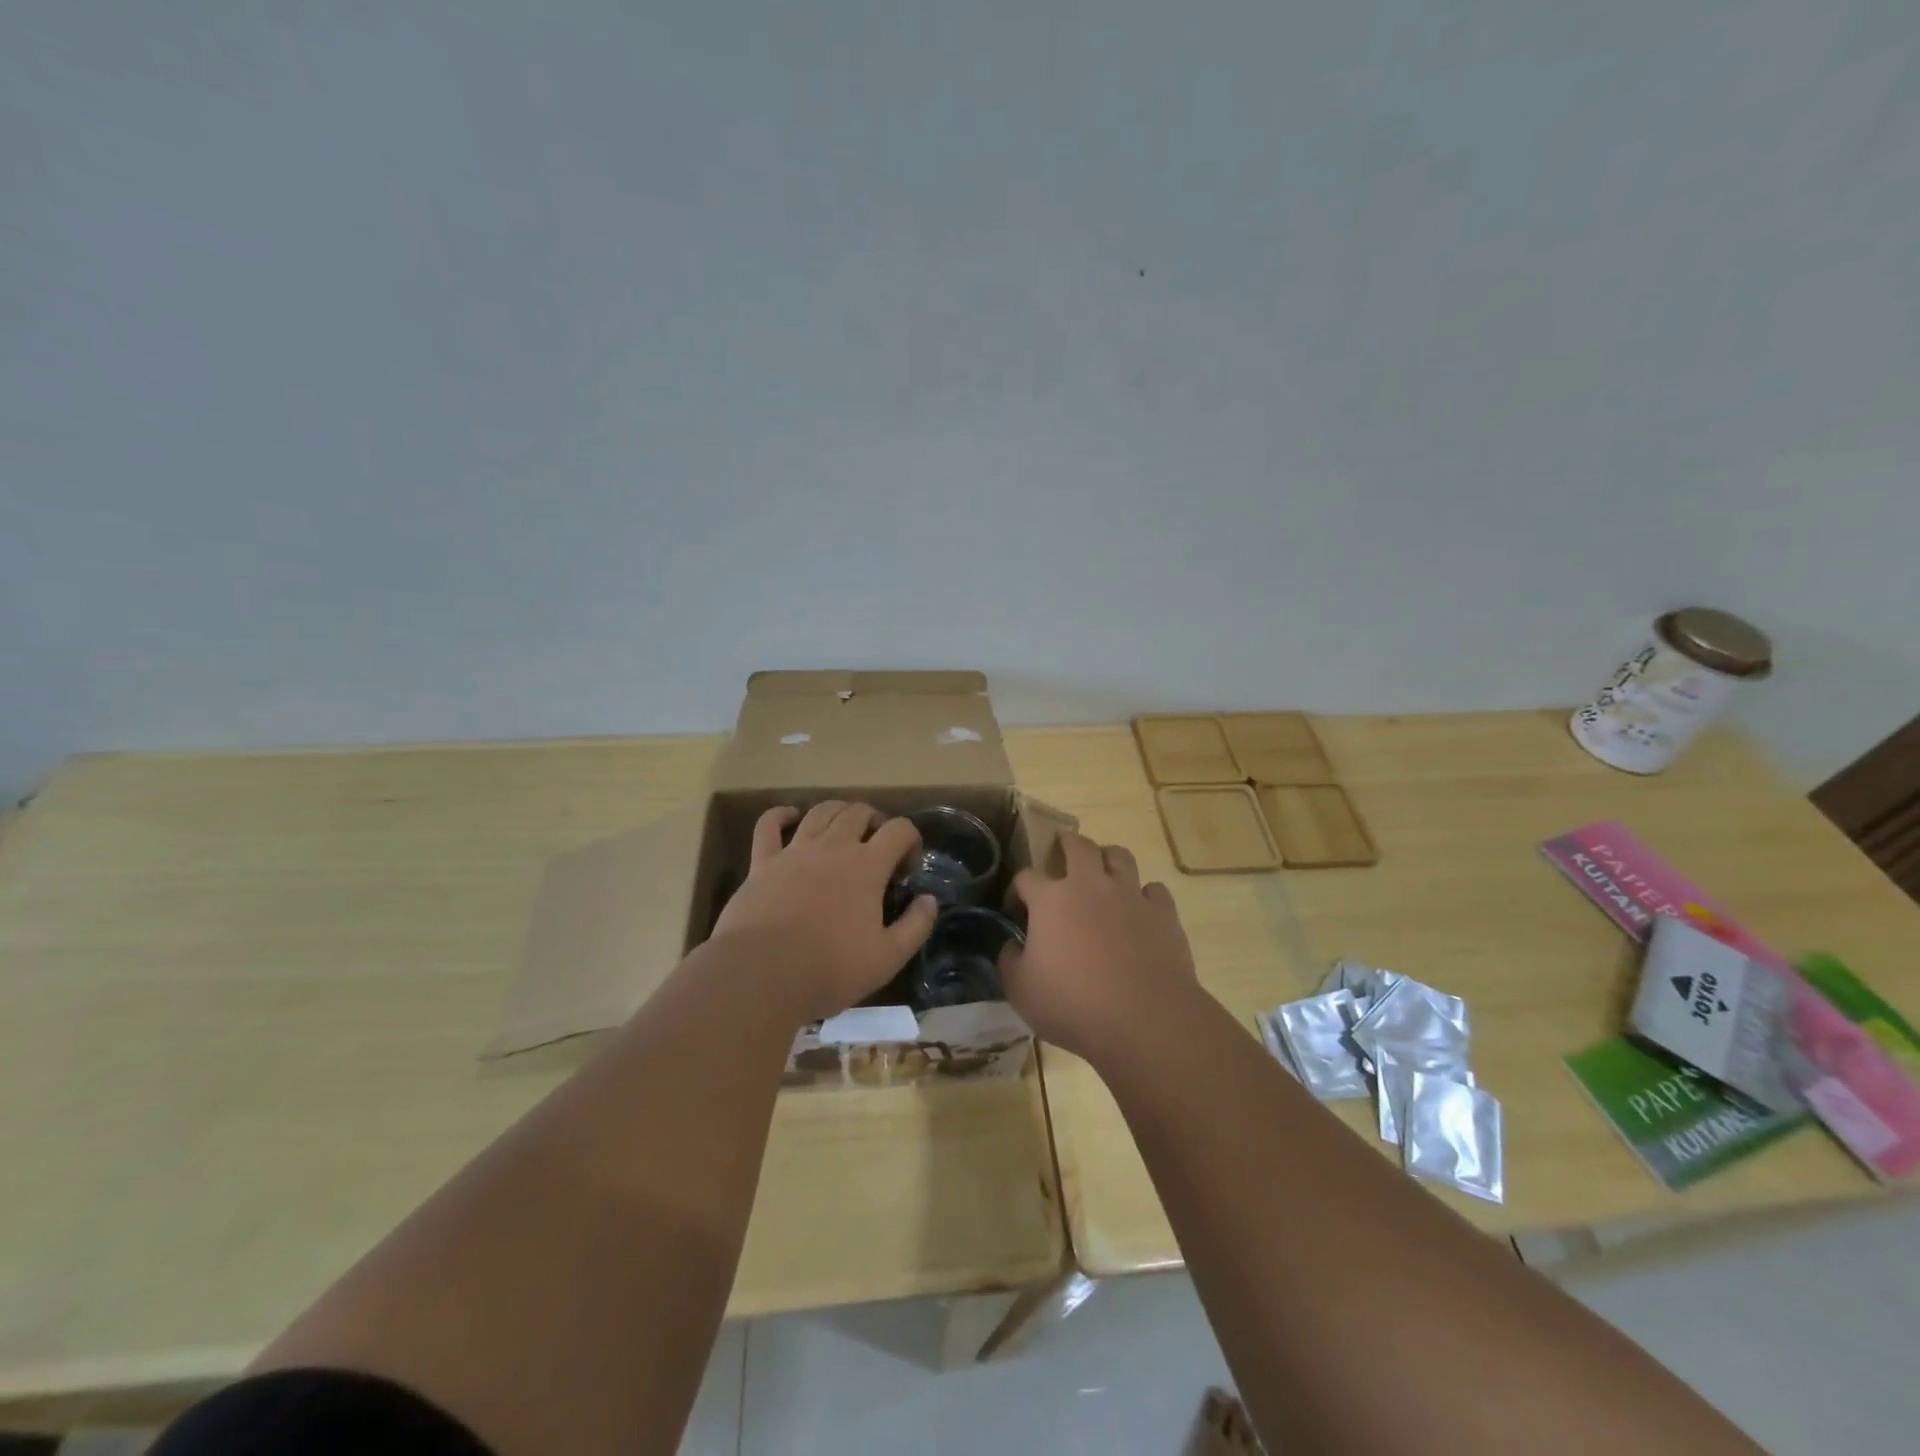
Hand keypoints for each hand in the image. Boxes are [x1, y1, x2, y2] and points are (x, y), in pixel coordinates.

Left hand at [710, 801, 937, 1022]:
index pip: (899, 830)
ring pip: (821, 812)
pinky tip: (790, 816)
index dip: (911, 839)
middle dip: (875, 821)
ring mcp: (795, 850)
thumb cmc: (830, 969)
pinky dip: (781, 815)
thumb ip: (916, 926)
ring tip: (844, 827)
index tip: (909, 864)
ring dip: (839, 811)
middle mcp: (833, 847)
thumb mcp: (888, 958)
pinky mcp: (762, 862)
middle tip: (878, 845)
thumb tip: (929, 900)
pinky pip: (769, 825)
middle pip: (859, 812)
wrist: (761, 975)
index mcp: (867, 866)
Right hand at [1002, 831, 1201, 1064]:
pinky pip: (1154, 890)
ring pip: (1120, 856)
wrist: (1143, 1019)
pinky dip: (1145, 895)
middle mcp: (1090, 885)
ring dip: (1108, 859)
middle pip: (1078, 846)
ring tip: (1103, 872)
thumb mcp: (1020, 990)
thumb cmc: (1072, 1004)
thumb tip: (1013, 946)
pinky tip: (1140, 910)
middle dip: (1067, 843)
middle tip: (1063, 850)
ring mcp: (1130, 895)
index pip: (1026, 876)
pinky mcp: (1163, 913)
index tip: (1016, 906)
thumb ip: (1010, 961)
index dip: (1018, 888)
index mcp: (1051, 899)